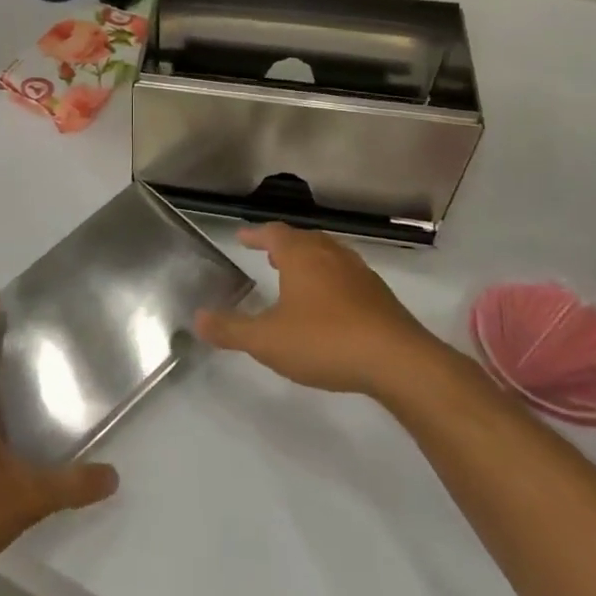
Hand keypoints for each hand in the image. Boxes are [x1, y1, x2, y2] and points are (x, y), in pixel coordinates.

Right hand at [196, 223, 440, 395]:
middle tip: (268, 255)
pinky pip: (347, 277)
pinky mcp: (379, 297)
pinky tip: (329, 306)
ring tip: (296, 277)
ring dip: (309, 261)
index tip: (242, 237)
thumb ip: (231, 329)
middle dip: (283, 245)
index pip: (273, 233)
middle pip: (304, 239)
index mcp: (302, 256)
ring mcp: (360, 274)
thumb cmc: (324, 341)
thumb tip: (198, 318)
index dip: (256, 235)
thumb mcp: (267, 340)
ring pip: (329, 256)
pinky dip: (330, 281)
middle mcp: (331, 255)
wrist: (397, 361)